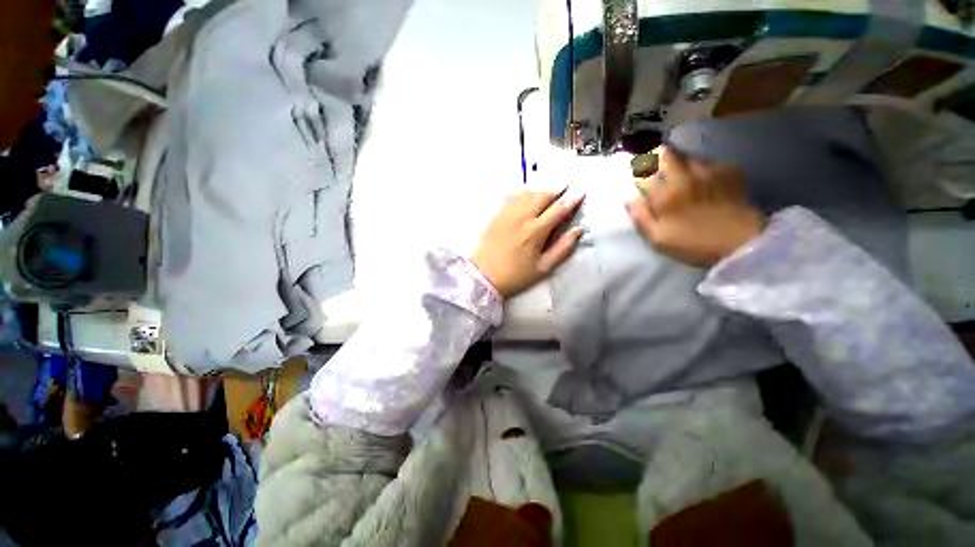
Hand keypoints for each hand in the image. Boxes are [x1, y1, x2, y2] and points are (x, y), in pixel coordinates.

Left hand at [472, 190, 584, 297]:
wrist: (484, 276)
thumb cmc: (516, 275)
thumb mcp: (543, 268)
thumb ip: (562, 248)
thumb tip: (577, 230)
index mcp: (536, 231)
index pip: (558, 209)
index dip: (571, 200)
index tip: (580, 194)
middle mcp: (522, 217)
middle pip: (543, 196)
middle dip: (557, 193)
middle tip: (564, 194)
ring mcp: (508, 214)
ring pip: (528, 194)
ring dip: (541, 192)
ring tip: (548, 197)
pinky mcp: (497, 215)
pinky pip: (513, 198)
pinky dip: (525, 195)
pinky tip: (528, 199)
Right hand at [626, 147, 764, 266]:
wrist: (740, 243)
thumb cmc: (693, 244)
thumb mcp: (658, 239)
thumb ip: (641, 218)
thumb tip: (630, 199)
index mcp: (665, 196)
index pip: (644, 175)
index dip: (638, 175)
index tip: (637, 179)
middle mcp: (684, 178)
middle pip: (665, 155)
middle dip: (655, 156)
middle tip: (653, 161)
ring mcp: (708, 172)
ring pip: (686, 155)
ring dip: (677, 159)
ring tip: (675, 167)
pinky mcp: (729, 171)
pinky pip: (707, 161)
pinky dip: (699, 165)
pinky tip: (700, 175)